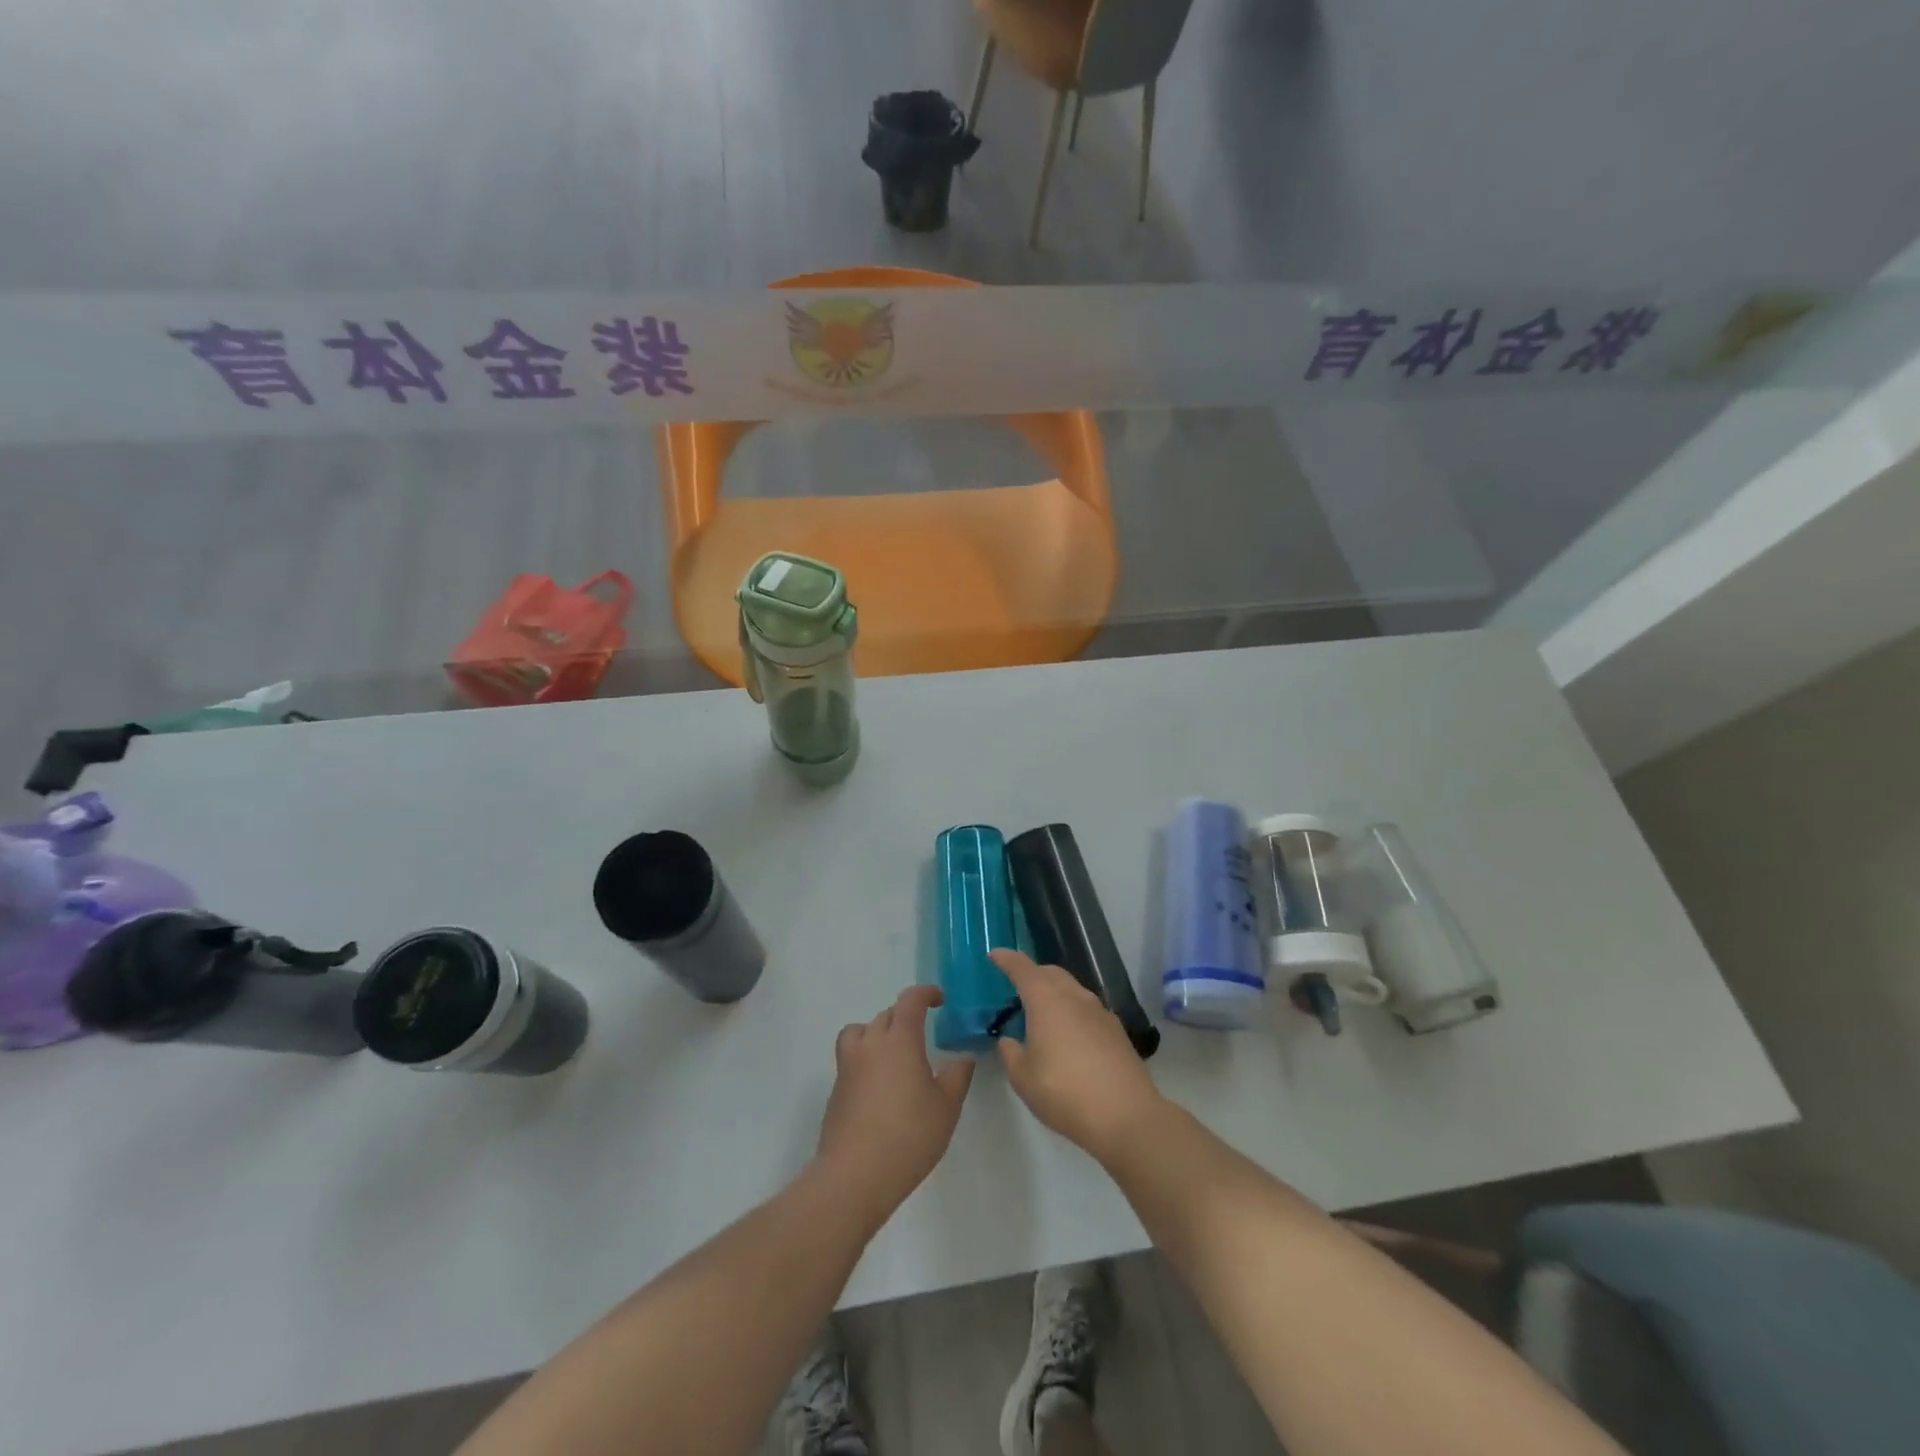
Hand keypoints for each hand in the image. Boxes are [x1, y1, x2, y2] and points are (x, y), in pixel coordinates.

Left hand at [816, 985, 974, 1224]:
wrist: (855, 1174)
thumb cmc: (909, 1134)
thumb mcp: (947, 1106)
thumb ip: (957, 1075)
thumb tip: (962, 1057)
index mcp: (899, 1039)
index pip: (910, 1000)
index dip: (925, 994)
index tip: (939, 999)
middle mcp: (870, 1044)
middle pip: (886, 1015)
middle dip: (905, 1016)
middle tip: (923, 1034)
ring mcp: (848, 1066)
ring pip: (861, 1032)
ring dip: (878, 1033)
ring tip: (894, 1054)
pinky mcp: (836, 1090)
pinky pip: (852, 1058)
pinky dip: (866, 1060)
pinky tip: (881, 1088)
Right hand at [991, 950, 1164, 1162]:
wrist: (1126, 1115)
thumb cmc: (1065, 1093)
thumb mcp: (1023, 1079)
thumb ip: (1011, 1054)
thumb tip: (1009, 1041)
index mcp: (1046, 1000)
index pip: (1023, 968)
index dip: (1007, 959)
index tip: (995, 954)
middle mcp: (1074, 996)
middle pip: (1050, 972)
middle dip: (1032, 973)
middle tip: (1017, 987)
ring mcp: (1099, 1011)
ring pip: (1072, 988)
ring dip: (1054, 991)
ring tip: (1043, 1013)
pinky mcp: (1116, 1029)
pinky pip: (1087, 1008)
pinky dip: (1072, 1010)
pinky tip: (1069, 1034)